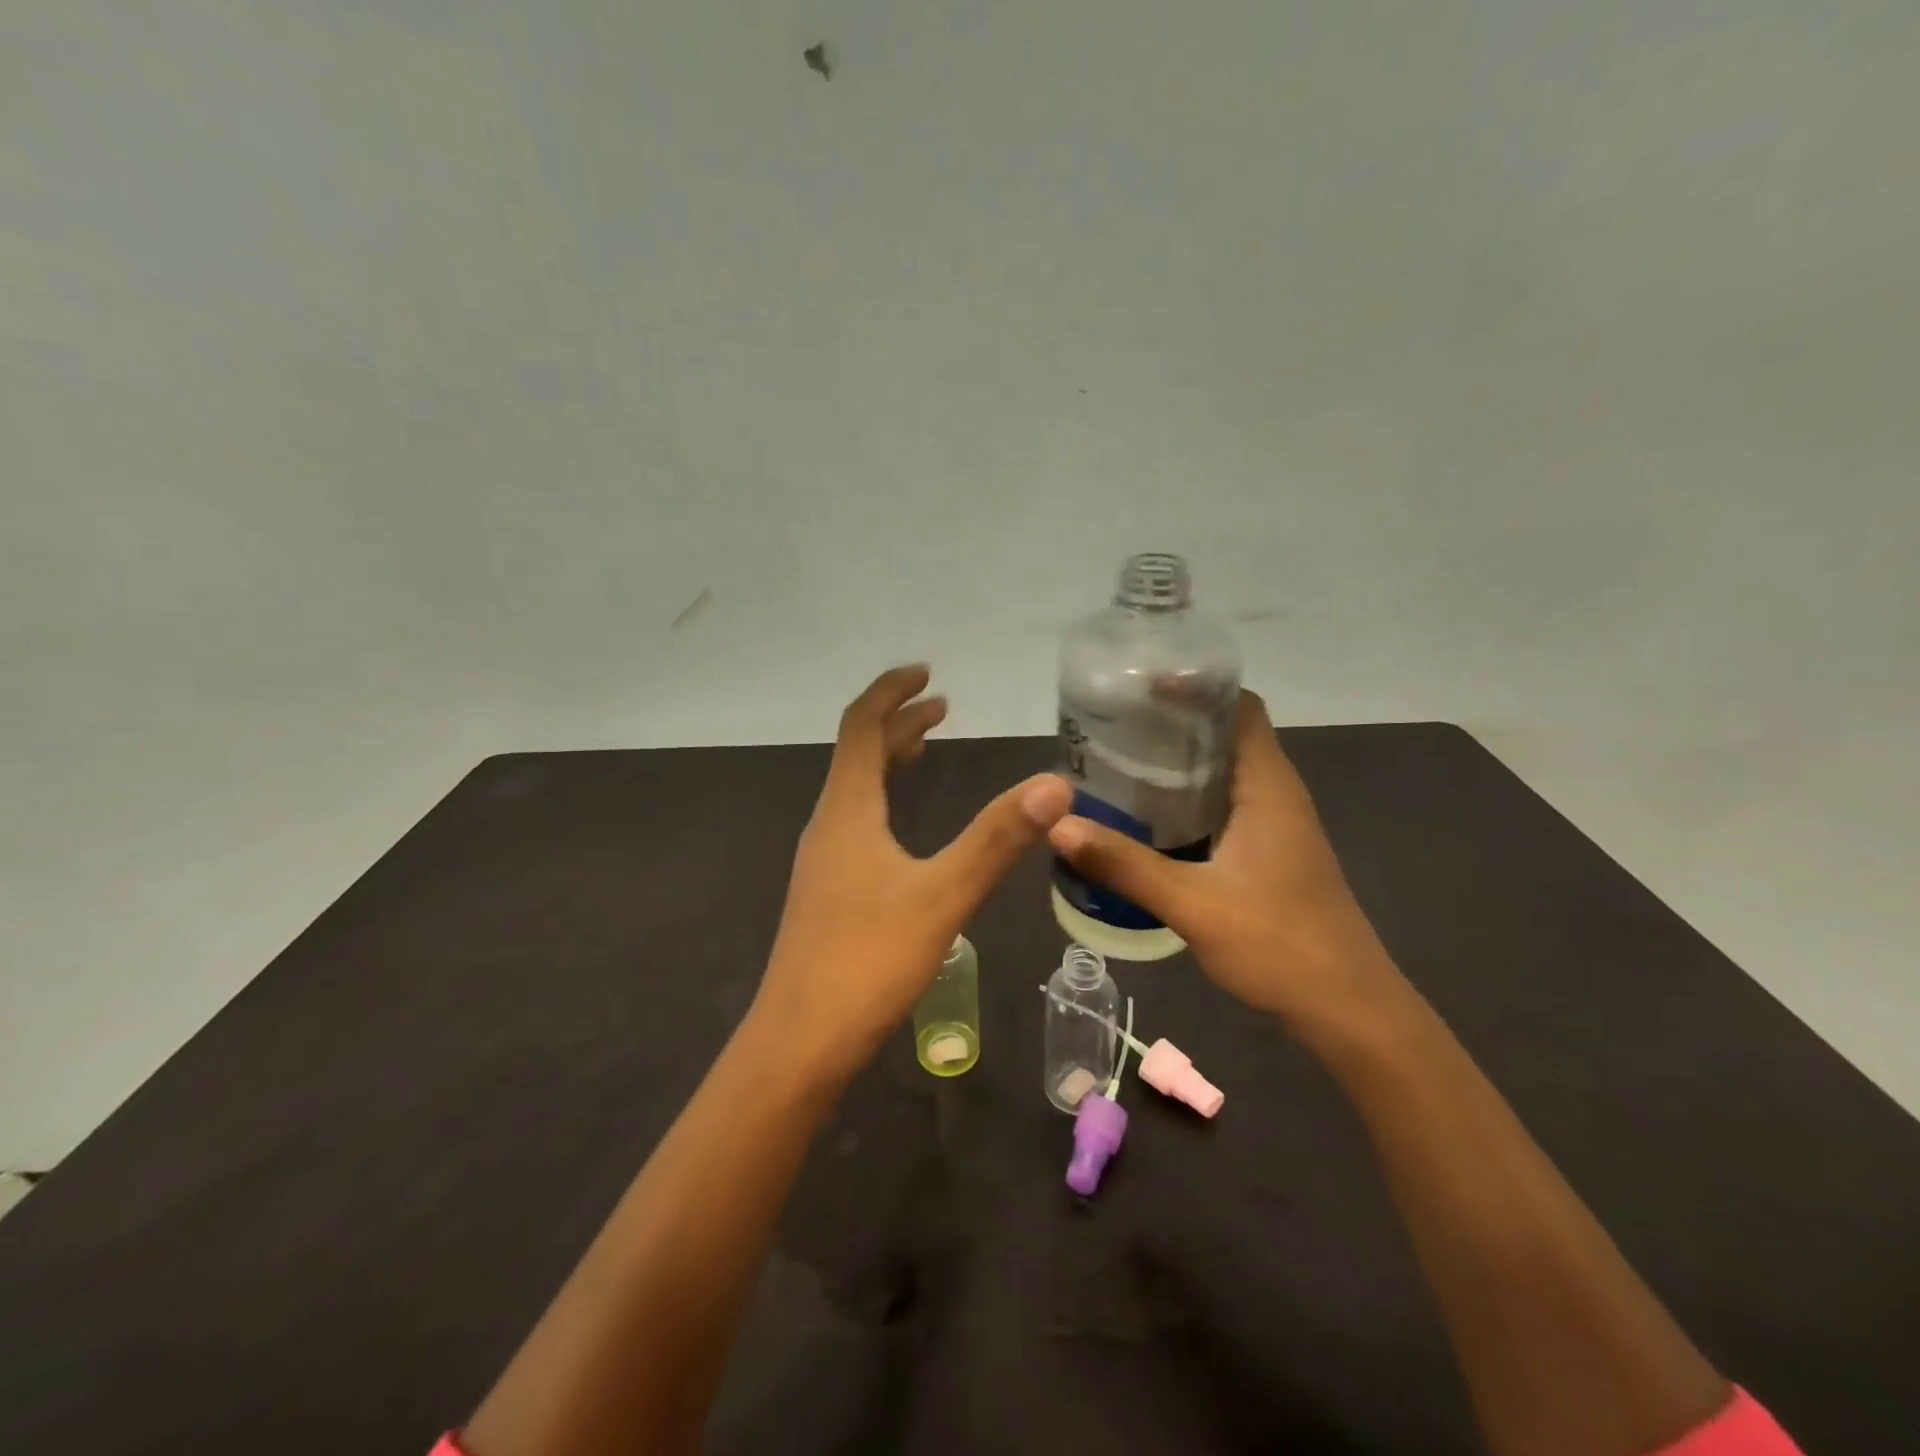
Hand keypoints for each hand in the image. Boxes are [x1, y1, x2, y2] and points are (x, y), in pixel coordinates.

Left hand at [753, 665, 1072, 1077]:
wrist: (799, 1043)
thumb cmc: (867, 961)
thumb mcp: (942, 896)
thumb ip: (996, 839)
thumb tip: (1056, 784)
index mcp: (847, 810)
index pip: (860, 727)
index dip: (890, 691)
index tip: (926, 672)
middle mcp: (829, 824)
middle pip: (858, 753)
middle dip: (898, 722)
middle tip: (941, 706)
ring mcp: (824, 861)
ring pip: (856, 790)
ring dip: (890, 760)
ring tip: (927, 747)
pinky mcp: (828, 892)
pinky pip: (857, 822)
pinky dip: (885, 799)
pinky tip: (904, 828)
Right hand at [1048, 690, 1399, 1032]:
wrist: (1349, 1011)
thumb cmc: (1280, 945)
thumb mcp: (1193, 904)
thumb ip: (1125, 865)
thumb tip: (1059, 827)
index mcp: (1268, 787)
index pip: (1238, 707)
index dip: (1194, 688)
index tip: (1139, 688)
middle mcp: (1276, 795)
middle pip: (1225, 735)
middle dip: (1172, 724)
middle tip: (1111, 726)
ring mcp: (1275, 826)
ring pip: (1223, 773)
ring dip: (1177, 764)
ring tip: (1118, 763)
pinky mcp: (1268, 855)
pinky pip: (1223, 807)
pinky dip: (1186, 800)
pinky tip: (1146, 819)